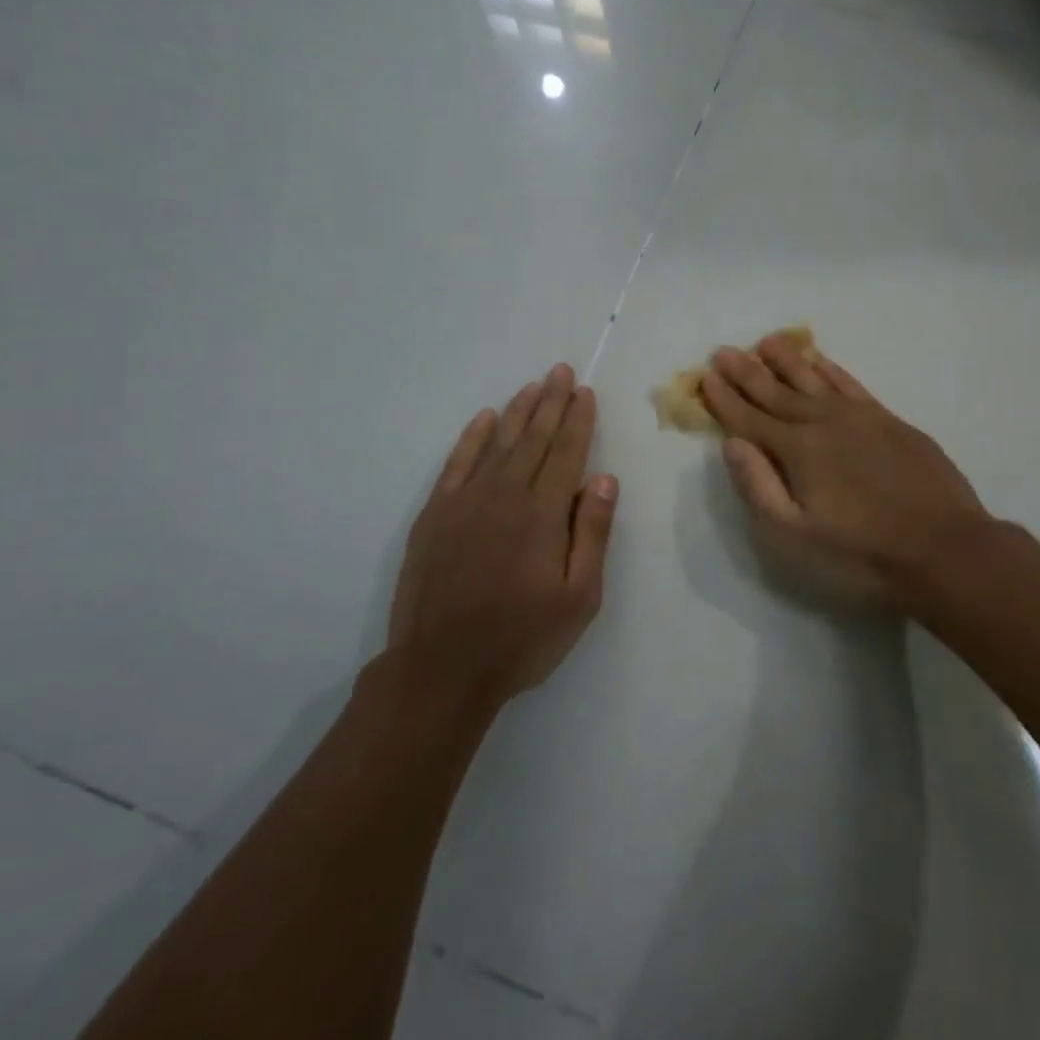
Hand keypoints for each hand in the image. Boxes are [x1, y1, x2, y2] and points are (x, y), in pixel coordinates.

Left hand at [384, 364, 618, 713]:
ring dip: (517, 412)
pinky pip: (457, 463)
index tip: (585, 392)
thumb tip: (603, 479)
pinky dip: (472, 438)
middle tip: (561, 371)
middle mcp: (505, 494)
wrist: (442, 668)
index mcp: (542, 513)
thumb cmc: (522, 638)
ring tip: (533, 386)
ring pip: (498, 443)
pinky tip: (484, 420)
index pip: (566, 452)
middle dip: (551, 402)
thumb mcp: (579, 597)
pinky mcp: (435, 514)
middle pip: (533, 438)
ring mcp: (465, 501)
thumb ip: (591, 533)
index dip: (578, 420)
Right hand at [700, 334, 991, 611]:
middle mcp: (824, 422)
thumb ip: (759, 487)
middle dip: (746, 372)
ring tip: (766, 341)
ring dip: (787, 360)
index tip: (704, 376)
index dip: (724, 398)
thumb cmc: (862, 554)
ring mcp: (860, 418)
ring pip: (813, 379)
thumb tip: (732, 443)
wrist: (945, 549)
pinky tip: (820, 361)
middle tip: (723, 351)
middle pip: (776, 391)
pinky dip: (830, 369)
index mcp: (797, 450)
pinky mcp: (890, 421)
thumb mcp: (795, 537)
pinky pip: (850, 383)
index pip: (749, 418)